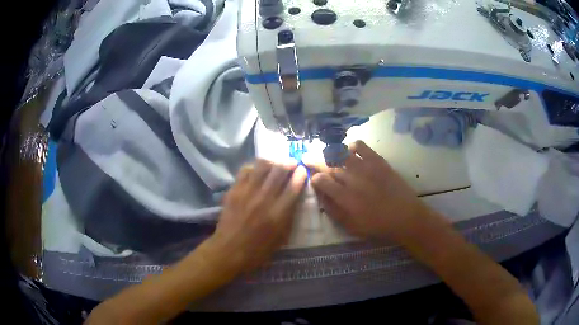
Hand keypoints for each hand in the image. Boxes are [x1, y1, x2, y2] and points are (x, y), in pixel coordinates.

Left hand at [209, 160, 307, 272]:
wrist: (229, 251)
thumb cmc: (258, 250)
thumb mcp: (282, 238)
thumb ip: (290, 216)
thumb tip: (295, 197)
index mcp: (279, 213)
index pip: (294, 186)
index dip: (301, 174)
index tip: (303, 170)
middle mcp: (264, 198)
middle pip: (279, 170)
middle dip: (289, 163)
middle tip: (292, 163)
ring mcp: (247, 192)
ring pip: (262, 165)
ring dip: (272, 162)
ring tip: (275, 165)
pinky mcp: (234, 190)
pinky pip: (245, 170)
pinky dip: (254, 168)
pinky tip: (257, 172)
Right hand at [310, 140, 432, 241]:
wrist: (406, 216)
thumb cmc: (377, 226)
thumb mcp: (351, 226)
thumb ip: (333, 210)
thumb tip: (320, 195)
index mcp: (344, 196)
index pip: (321, 179)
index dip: (313, 177)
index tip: (313, 178)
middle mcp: (352, 178)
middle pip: (327, 164)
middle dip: (315, 160)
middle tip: (308, 158)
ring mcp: (365, 167)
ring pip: (341, 152)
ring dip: (330, 152)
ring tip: (326, 154)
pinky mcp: (378, 160)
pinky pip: (361, 146)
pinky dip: (351, 146)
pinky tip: (350, 151)